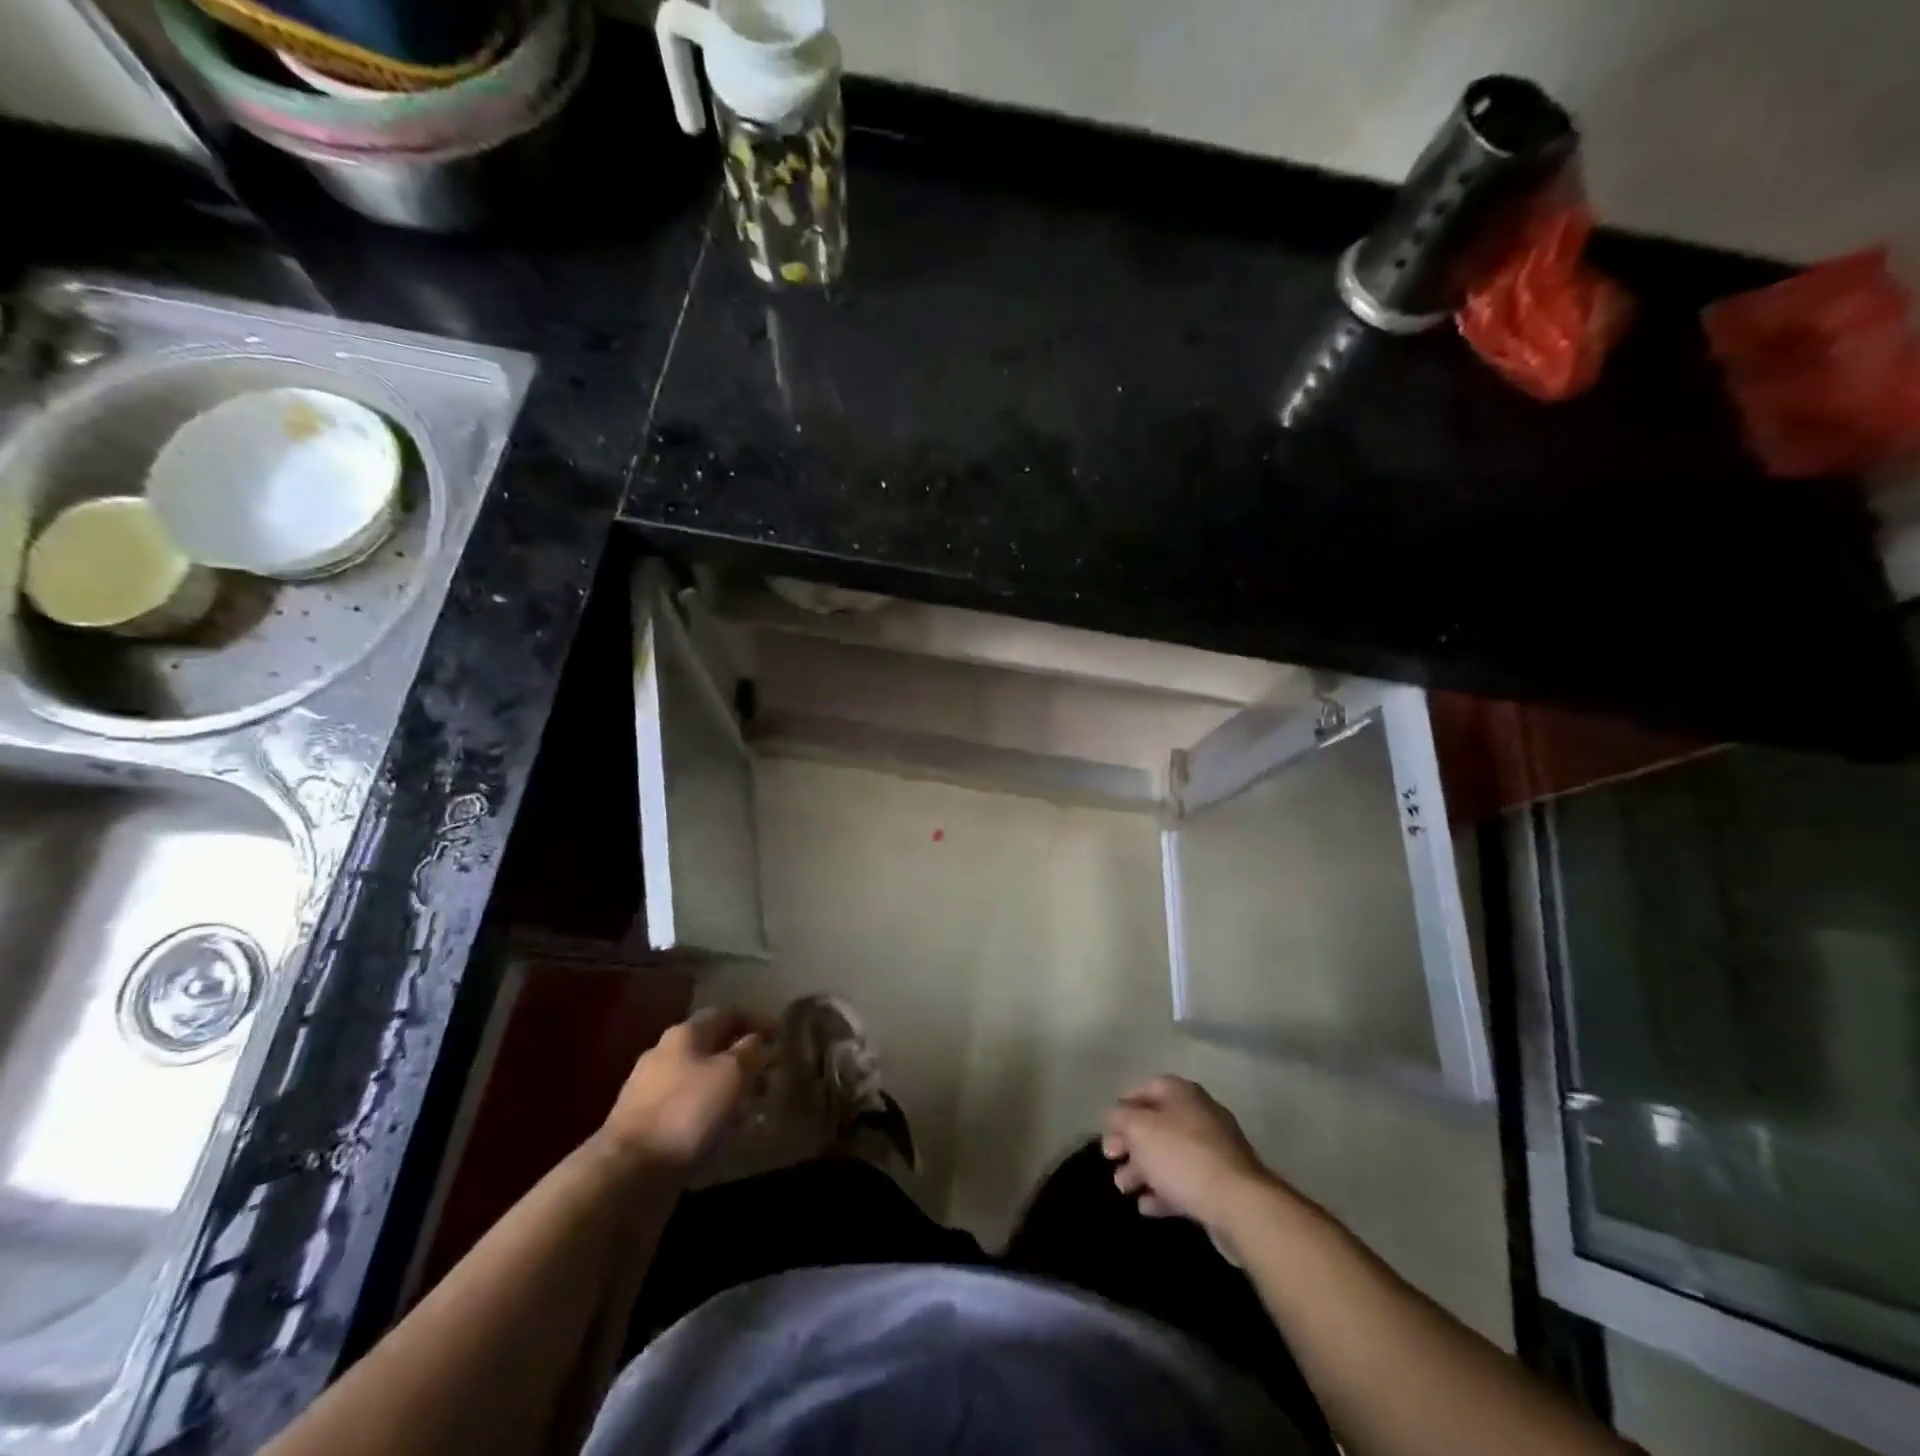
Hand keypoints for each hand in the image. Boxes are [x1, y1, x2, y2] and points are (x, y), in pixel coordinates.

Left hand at [601, 1007, 772, 1169]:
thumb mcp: (732, 1074)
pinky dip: (707, 1111)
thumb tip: (757, 1040)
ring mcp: (648, 1089)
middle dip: (742, 1058)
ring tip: (748, 1108)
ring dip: (725, 1088)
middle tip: (767, 1077)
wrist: (627, 1173)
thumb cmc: (687, 1112)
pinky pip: (685, 1107)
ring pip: (698, 1078)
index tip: (780, 1037)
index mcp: (685, 1034)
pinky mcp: (642, 1123)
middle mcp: (664, 1053)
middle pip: (711, 1046)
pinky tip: (719, 1131)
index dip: (756, 1021)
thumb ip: (750, 1051)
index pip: (727, 1013)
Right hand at [1102, 1076, 1276, 1229]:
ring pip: (1170, 1155)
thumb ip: (1121, 1118)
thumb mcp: (1139, 1129)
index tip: (1108, 1130)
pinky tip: (1146, 1207)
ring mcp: (1214, 1151)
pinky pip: (1186, 1182)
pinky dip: (1164, 1192)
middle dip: (1131, 1144)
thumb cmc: (1182, 1156)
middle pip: (1157, 1124)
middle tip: (1111, 1161)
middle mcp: (1200, 1115)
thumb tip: (1117, 1117)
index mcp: (1183, 1093)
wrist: (1239, 1204)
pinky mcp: (1222, 1184)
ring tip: (1124, 1190)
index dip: (1124, 1107)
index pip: (1147, 1089)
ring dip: (1143, 1171)